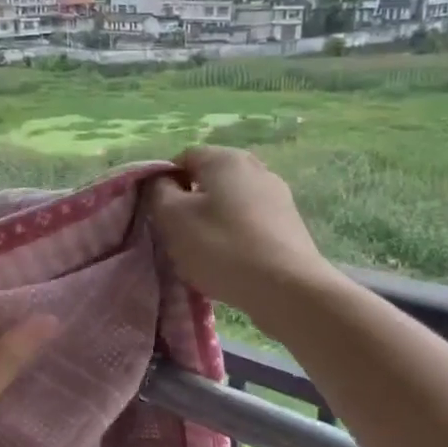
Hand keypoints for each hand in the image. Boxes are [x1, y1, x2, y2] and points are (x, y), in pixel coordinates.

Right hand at [148, 147, 336, 319]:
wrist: (286, 287)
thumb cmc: (221, 247)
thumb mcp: (173, 217)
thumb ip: (158, 191)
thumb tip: (162, 181)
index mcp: (225, 158)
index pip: (182, 159)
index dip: (164, 185)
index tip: (160, 216)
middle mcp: (255, 166)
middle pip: (207, 180)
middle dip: (189, 204)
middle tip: (179, 236)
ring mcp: (277, 194)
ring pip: (229, 202)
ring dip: (212, 222)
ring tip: (206, 253)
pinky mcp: (289, 222)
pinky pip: (249, 222)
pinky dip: (235, 236)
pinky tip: (232, 261)